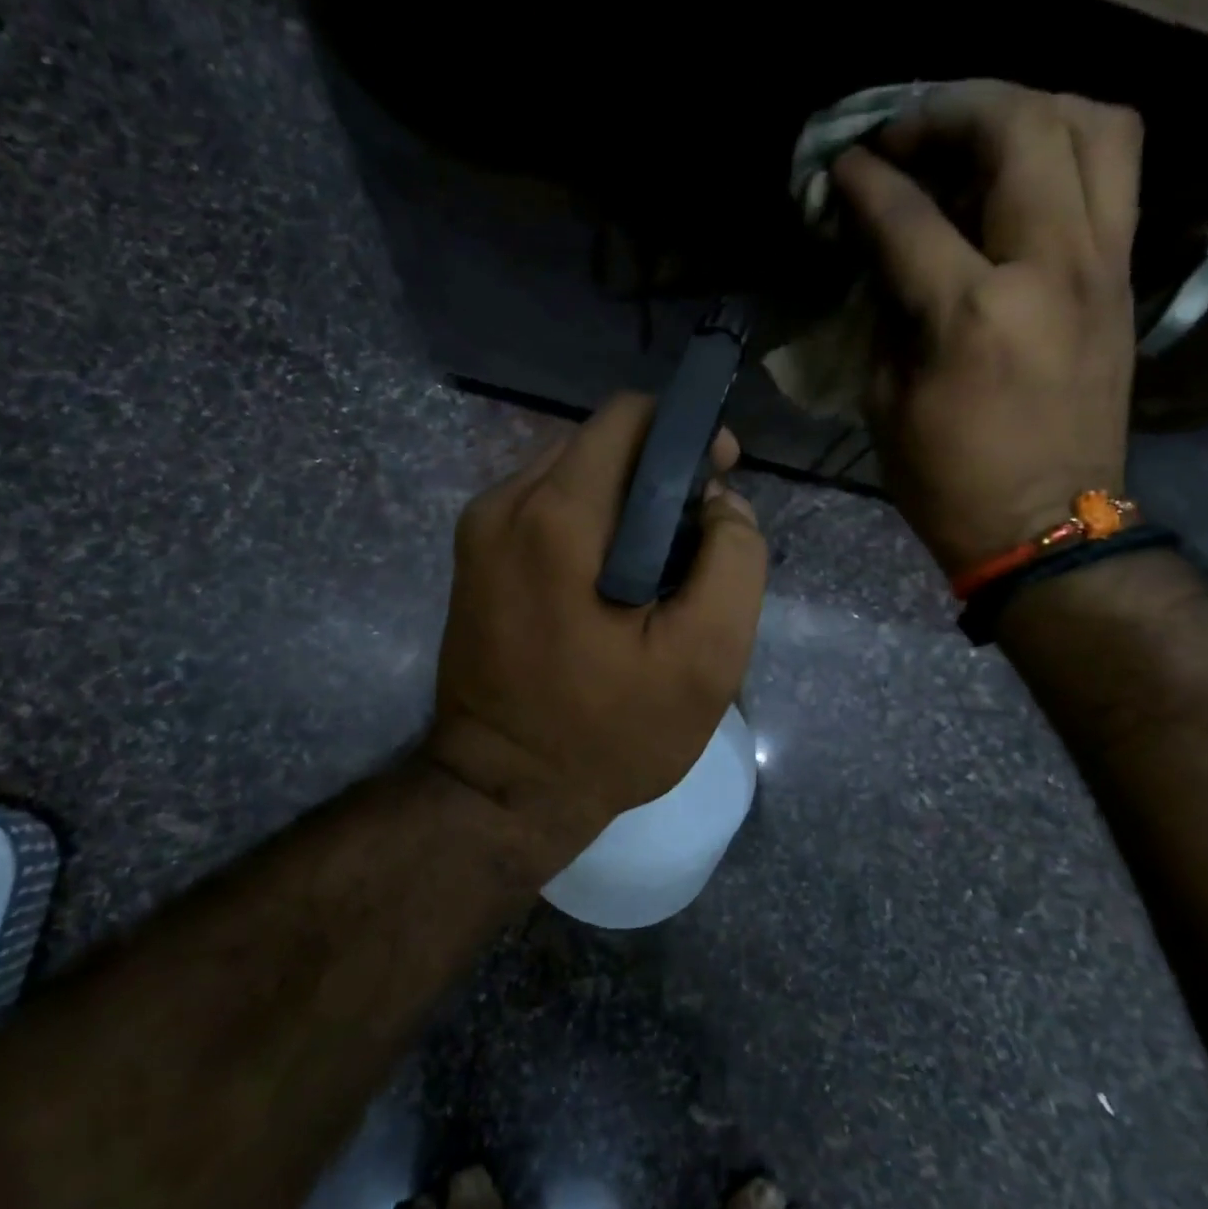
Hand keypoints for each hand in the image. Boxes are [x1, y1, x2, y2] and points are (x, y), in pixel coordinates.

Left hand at [429, 393, 767, 878]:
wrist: (504, 791)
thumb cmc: (610, 735)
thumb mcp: (705, 660)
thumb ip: (733, 562)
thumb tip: (722, 504)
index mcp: (556, 516)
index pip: (628, 417)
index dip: (687, 434)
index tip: (720, 479)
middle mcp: (504, 504)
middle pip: (600, 444)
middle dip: (658, 475)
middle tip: (695, 539)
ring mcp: (480, 532)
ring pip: (572, 476)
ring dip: (623, 503)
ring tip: (658, 568)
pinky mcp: (474, 561)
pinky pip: (544, 510)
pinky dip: (588, 526)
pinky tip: (612, 582)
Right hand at [830, 82, 1143, 577]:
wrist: (1047, 530)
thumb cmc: (950, 485)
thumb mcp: (887, 407)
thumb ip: (886, 317)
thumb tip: (884, 257)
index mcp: (972, 315)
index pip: (909, 214)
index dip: (867, 179)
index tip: (842, 166)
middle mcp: (1049, 269)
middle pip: (1018, 128)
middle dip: (951, 111)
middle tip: (908, 134)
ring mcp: (1102, 268)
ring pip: (1092, 124)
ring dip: (1027, 110)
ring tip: (977, 136)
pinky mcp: (1125, 281)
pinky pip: (1114, 173)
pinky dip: (1065, 150)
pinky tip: (1021, 177)